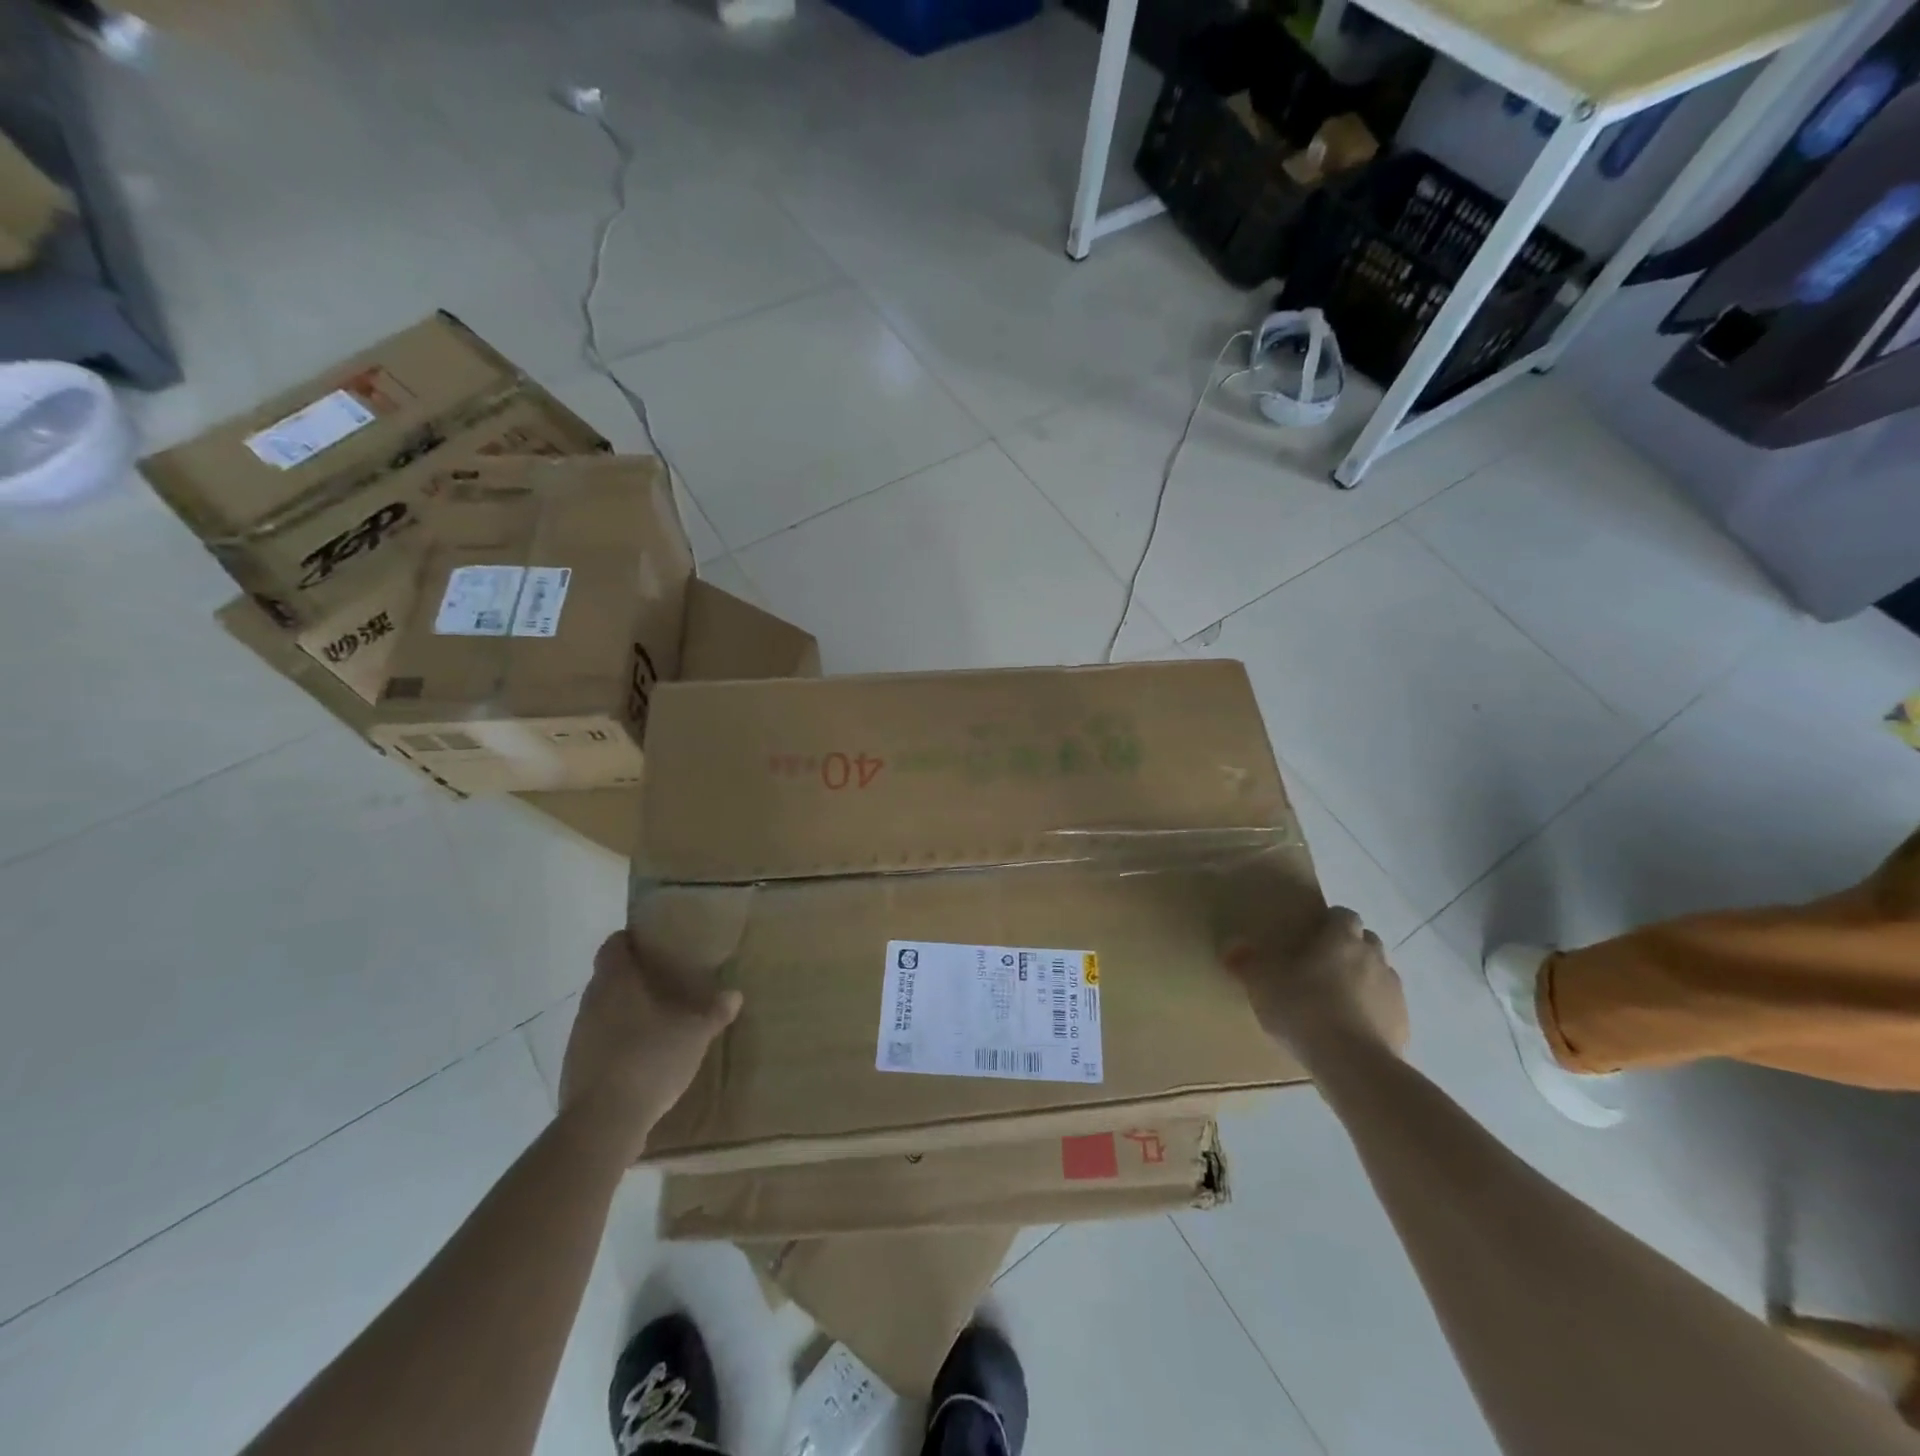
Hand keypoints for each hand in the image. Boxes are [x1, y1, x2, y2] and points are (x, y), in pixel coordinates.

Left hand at [558, 931, 742, 1161]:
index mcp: (615, 982)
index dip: (631, 940)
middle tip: (667, 981)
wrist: (603, 1123)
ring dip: (625, 1011)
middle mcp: (591, 1003)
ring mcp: (578, 1037)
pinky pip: (599, 1042)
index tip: (654, 943)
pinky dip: (618, 1041)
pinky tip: (643, 1057)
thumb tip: (734, 994)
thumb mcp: (694, 1034)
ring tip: (658, 1019)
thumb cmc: (649, 1060)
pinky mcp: (576, 1068)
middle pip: (609, 978)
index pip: (613, 946)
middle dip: (634, 978)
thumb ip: (714, 1012)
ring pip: (603, 1010)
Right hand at [1226, 906, 1408, 1063]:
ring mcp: (1393, 992)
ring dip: (1363, 979)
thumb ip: (1246, 963)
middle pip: (1367, 941)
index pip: (1344, 915)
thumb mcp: (1262, 984)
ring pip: (1380, 974)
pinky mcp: (1403, 1024)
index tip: (1312, 935)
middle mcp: (1374, 957)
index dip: (1330, 922)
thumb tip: (1231, 948)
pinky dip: (1373, 1012)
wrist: (1353, 1065)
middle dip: (1349, 948)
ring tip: (1336, 999)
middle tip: (1321, 965)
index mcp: (1342, 939)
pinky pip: (1387, 1009)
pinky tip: (1351, 1029)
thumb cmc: (1304, 1009)